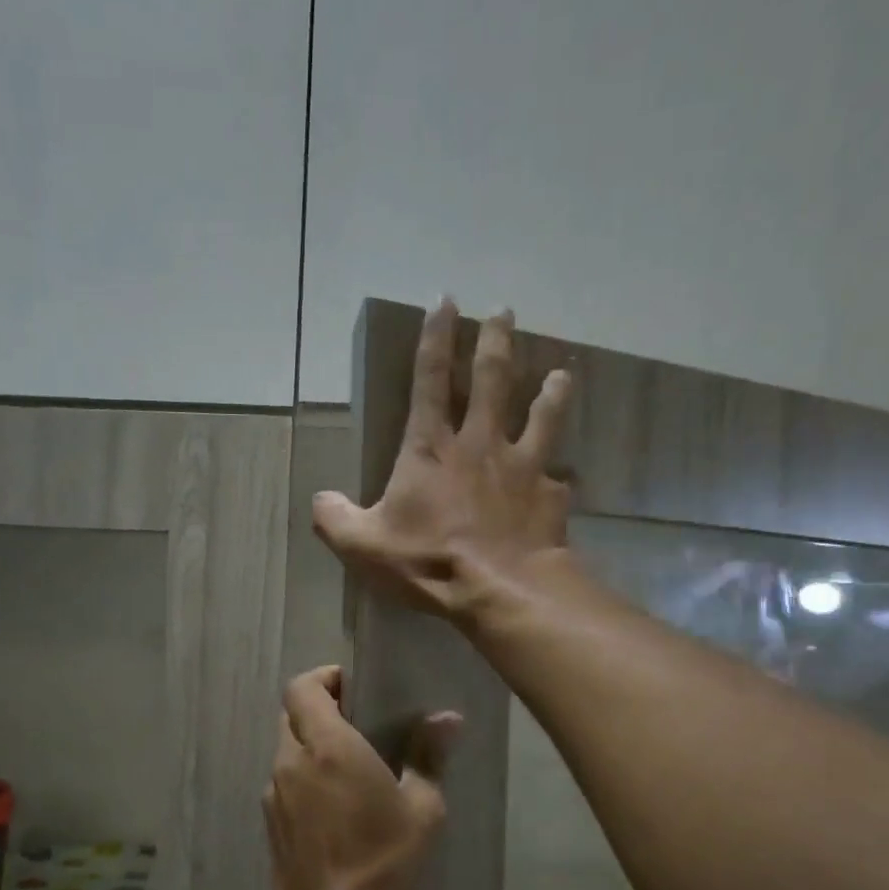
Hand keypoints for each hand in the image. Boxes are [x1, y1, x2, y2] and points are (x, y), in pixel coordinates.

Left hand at [263, 665, 459, 889]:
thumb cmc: (384, 859)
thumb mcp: (421, 808)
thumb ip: (428, 755)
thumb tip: (447, 718)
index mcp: (326, 747)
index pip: (302, 688)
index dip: (322, 677)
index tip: (350, 684)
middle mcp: (291, 762)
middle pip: (291, 715)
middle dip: (318, 708)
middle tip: (354, 721)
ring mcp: (273, 793)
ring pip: (285, 749)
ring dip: (309, 744)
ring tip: (346, 764)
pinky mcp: (269, 822)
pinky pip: (282, 782)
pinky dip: (302, 775)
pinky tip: (330, 803)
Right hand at [313, 298, 574, 621]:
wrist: (500, 588)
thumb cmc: (428, 561)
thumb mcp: (363, 546)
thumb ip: (335, 519)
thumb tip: (321, 500)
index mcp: (431, 448)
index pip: (429, 379)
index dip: (434, 338)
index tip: (444, 301)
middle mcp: (480, 444)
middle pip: (492, 379)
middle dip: (496, 341)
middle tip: (505, 311)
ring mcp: (522, 466)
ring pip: (541, 414)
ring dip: (550, 390)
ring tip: (561, 371)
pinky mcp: (550, 495)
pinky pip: (559, 479)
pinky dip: (561, 476)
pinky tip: (567, 478)